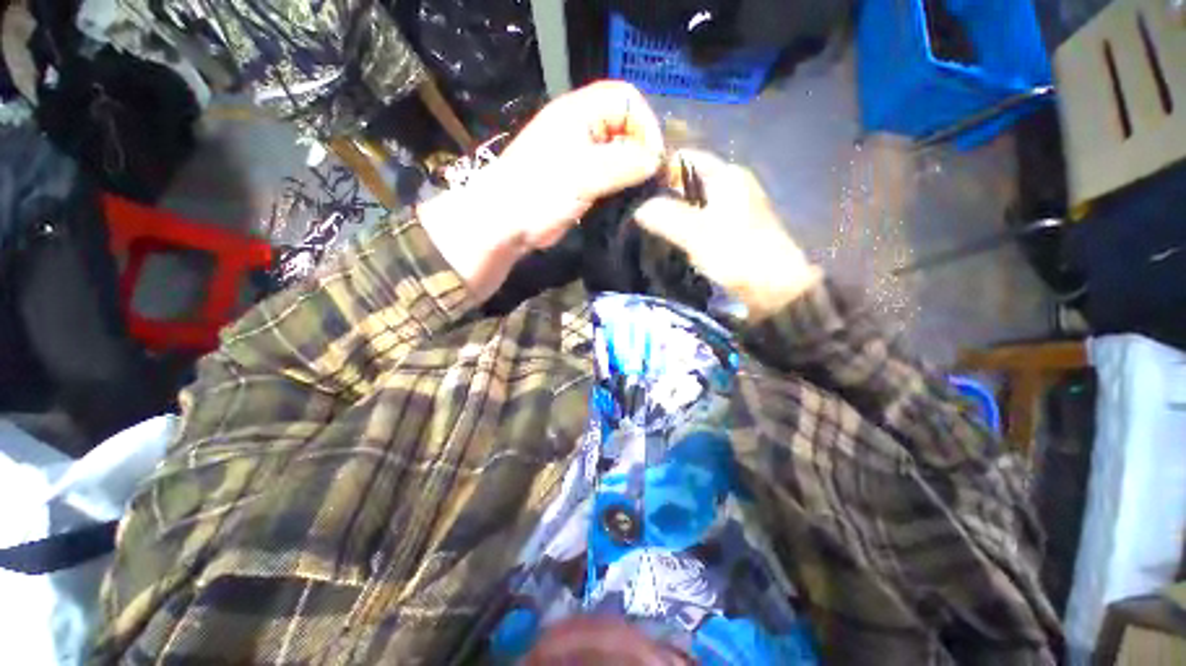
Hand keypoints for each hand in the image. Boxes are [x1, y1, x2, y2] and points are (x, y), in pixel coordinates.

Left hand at [420, 81, 664, 301]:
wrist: (508, 222)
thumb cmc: (540, 191)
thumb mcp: (583, 173)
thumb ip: (622, 163)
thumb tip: (655, 161)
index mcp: (580, 112)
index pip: (627, 99)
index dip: (645, 124)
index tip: (653, 158)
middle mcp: (583, 128)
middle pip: (626, 126)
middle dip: (643, 148)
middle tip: (653, 178)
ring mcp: (583, 155)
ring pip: (620, 153)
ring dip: (635, 169)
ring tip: (645, 191)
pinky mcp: (583, 180)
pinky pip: (612, 175)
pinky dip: (624, 184)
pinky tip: (630, 199)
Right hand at [633, 150, 821, 320]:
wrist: (775, 289)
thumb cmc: (736, 255)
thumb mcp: (696, 234)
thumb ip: (665, 217)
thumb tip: (637, 208)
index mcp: (727, 175)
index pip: (685, 158)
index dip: (659, 169)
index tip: (635, 188)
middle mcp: (733, 183)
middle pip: (688, 180)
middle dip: (662, 193)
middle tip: (637, 211)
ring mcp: (735, 206)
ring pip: (694, 201)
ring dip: (673, 212)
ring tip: (648, 226)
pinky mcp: (735, 228)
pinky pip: (702, 218)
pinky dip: (685, 225)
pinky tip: (671, 240)